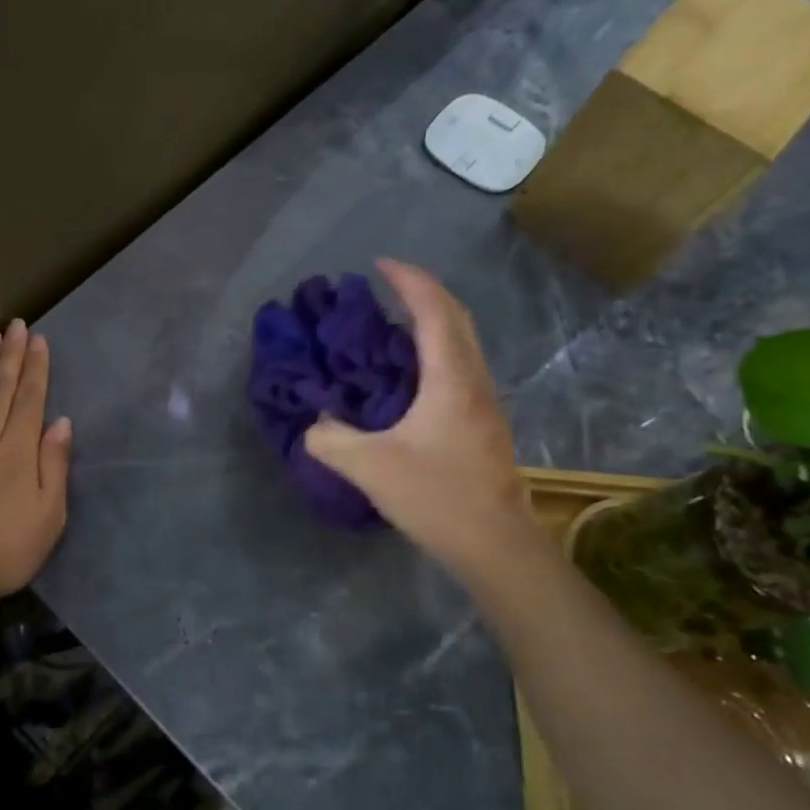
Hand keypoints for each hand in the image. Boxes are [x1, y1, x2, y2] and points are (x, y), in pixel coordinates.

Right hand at [304, 259, 537, 571]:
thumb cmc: (437, 497)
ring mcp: (484, 402)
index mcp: (451, 379)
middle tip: (386, 285)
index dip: (408, 280)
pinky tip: (408, 372)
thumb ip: (330, 439)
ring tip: (392, 321)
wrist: (496, 545)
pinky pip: (459, 365)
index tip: (378, 264)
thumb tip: (314, 425)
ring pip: (462, 341)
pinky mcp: (483, 423)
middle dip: (423, 291)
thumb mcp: (369, 467)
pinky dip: (434, 349)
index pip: (434, 311)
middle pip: (456, 317)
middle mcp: (473, 380)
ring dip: (432, 319)